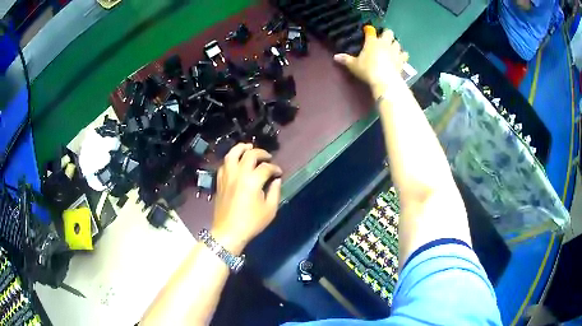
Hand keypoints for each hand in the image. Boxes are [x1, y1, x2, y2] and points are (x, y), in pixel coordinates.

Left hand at [211, 143, 282, 253]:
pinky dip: (232, 159)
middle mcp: (238, 174)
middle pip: (250, 154)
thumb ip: (275, 192)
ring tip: (249, 147)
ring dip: (242, 148)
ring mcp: (227, 176)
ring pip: (232, 153)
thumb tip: (276, 180)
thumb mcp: (270, 210)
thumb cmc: (251, 223)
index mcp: (252, 181)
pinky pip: (225, 164)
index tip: (279, 173)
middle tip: (268, 157)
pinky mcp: (220, 181)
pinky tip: (236, 161)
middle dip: (261, 153)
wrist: (228, 232)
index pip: (266, 167)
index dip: (275, 168)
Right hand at [334, 27, 408, 96]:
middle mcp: (385, 43)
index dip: (369, 30)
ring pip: (397, 42)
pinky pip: (405, 54)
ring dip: (395, 44)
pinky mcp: (402, 60)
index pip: (371, 31)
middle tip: (383, 38)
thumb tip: (335, 57)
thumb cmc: (368, 70)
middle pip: (388, 32)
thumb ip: (346, 60)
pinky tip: (400, 57)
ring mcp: (395, 51)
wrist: (385, 80)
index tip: (368, 31)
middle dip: (386, 34)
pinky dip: (402, 55)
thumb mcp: (354, 65)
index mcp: (372, 42)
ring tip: (392, 48)